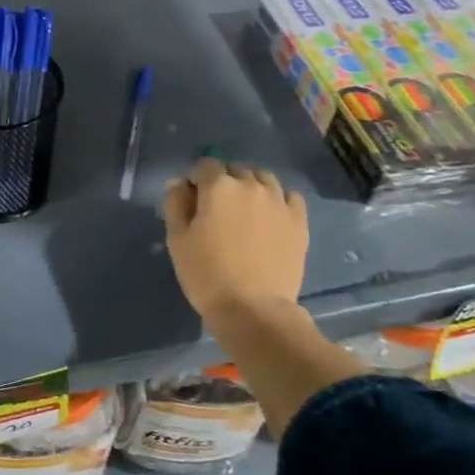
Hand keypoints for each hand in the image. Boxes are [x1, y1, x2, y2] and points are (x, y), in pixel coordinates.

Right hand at [160, 159, 308, 322]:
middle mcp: (251, 185)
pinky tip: (270, 218)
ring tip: (244, 212)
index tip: (192, 202)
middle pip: (235, 170)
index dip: (195, 181)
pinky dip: (277, 200)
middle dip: (223, 183)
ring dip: (250, 187)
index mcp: (219, 186)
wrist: (253, 309)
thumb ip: (175, 203)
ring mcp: (279, 201)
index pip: (204, 165)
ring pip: (263, 179)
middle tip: (216, 212)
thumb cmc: (206, 274)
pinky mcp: (299, 221)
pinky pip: (288, 197)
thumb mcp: (177, 239)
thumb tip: (180, 183)